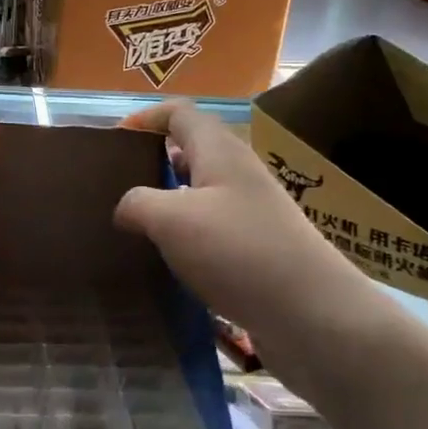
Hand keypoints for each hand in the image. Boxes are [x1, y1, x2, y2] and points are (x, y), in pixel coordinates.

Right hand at [113, 100, 387, 401]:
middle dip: (152, 162)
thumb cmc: (238, 252)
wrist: (312, 315)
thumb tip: (125, 208)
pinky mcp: (257, 249)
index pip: (180, 114)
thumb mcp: (171, 219)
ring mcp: (251, 213)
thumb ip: (138, 203)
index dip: (146, 118)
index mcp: (220, 152)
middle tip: (116, 185)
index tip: (115, 140)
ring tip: (132, 226)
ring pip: (199, 193)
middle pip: (190, 151)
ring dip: (166, 203)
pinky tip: (165, 261)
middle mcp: (238, 175)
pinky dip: (184, 237)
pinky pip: (210, 230)